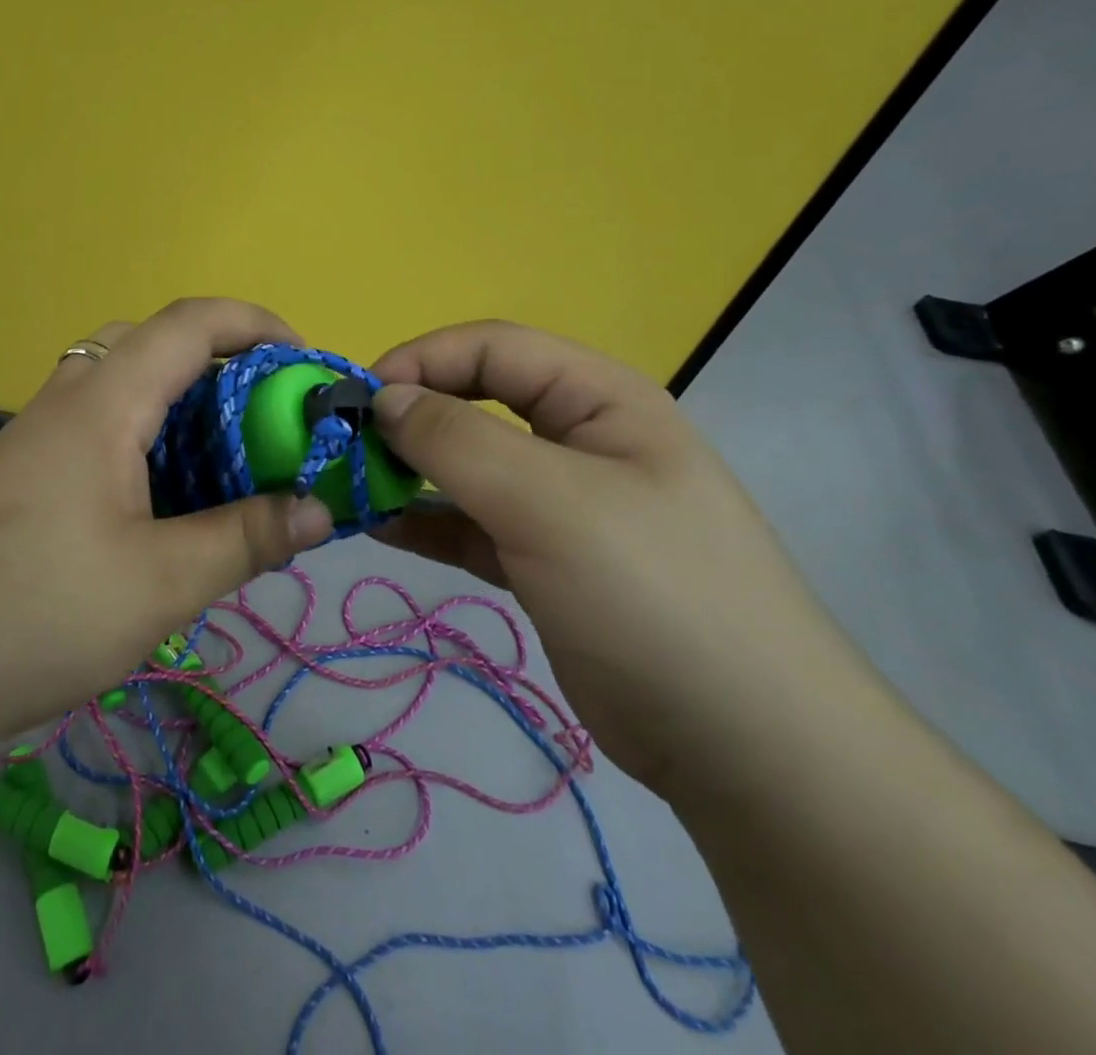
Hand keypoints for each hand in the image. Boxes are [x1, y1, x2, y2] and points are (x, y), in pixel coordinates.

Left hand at [0, 298, 335, 756]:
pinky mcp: (22, 473)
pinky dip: (144, 435)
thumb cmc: (38, 614)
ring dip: (178, 400)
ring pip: (119, 383)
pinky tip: (161, 498)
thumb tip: (321, 510)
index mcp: (104, 404)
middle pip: (150, 342)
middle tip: (262, 412)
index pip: (189, 323)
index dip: (254, 322)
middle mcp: (67, 400)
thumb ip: (246, 538)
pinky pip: (96, 425)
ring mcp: (37, 436)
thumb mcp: (161, 583)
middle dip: (218, 360)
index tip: (303, 357)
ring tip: (222, 456)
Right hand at [369, 321, 864, 798]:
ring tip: (352, 490)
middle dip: (410, 417)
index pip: (493, 348)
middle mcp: (578, 440)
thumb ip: (457, 441)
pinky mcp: (542, 561)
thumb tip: (383, 400)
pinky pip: (469, 523)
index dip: (422, 360)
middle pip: (475, 402)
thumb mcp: (550, 503)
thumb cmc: (653, 596)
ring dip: (409, 471)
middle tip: (348, 449)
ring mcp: (560, 504)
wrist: (748, 749)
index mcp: (598, 399)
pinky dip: (425, 521)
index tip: (360, 401)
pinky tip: (381, 529)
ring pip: (466, 466)